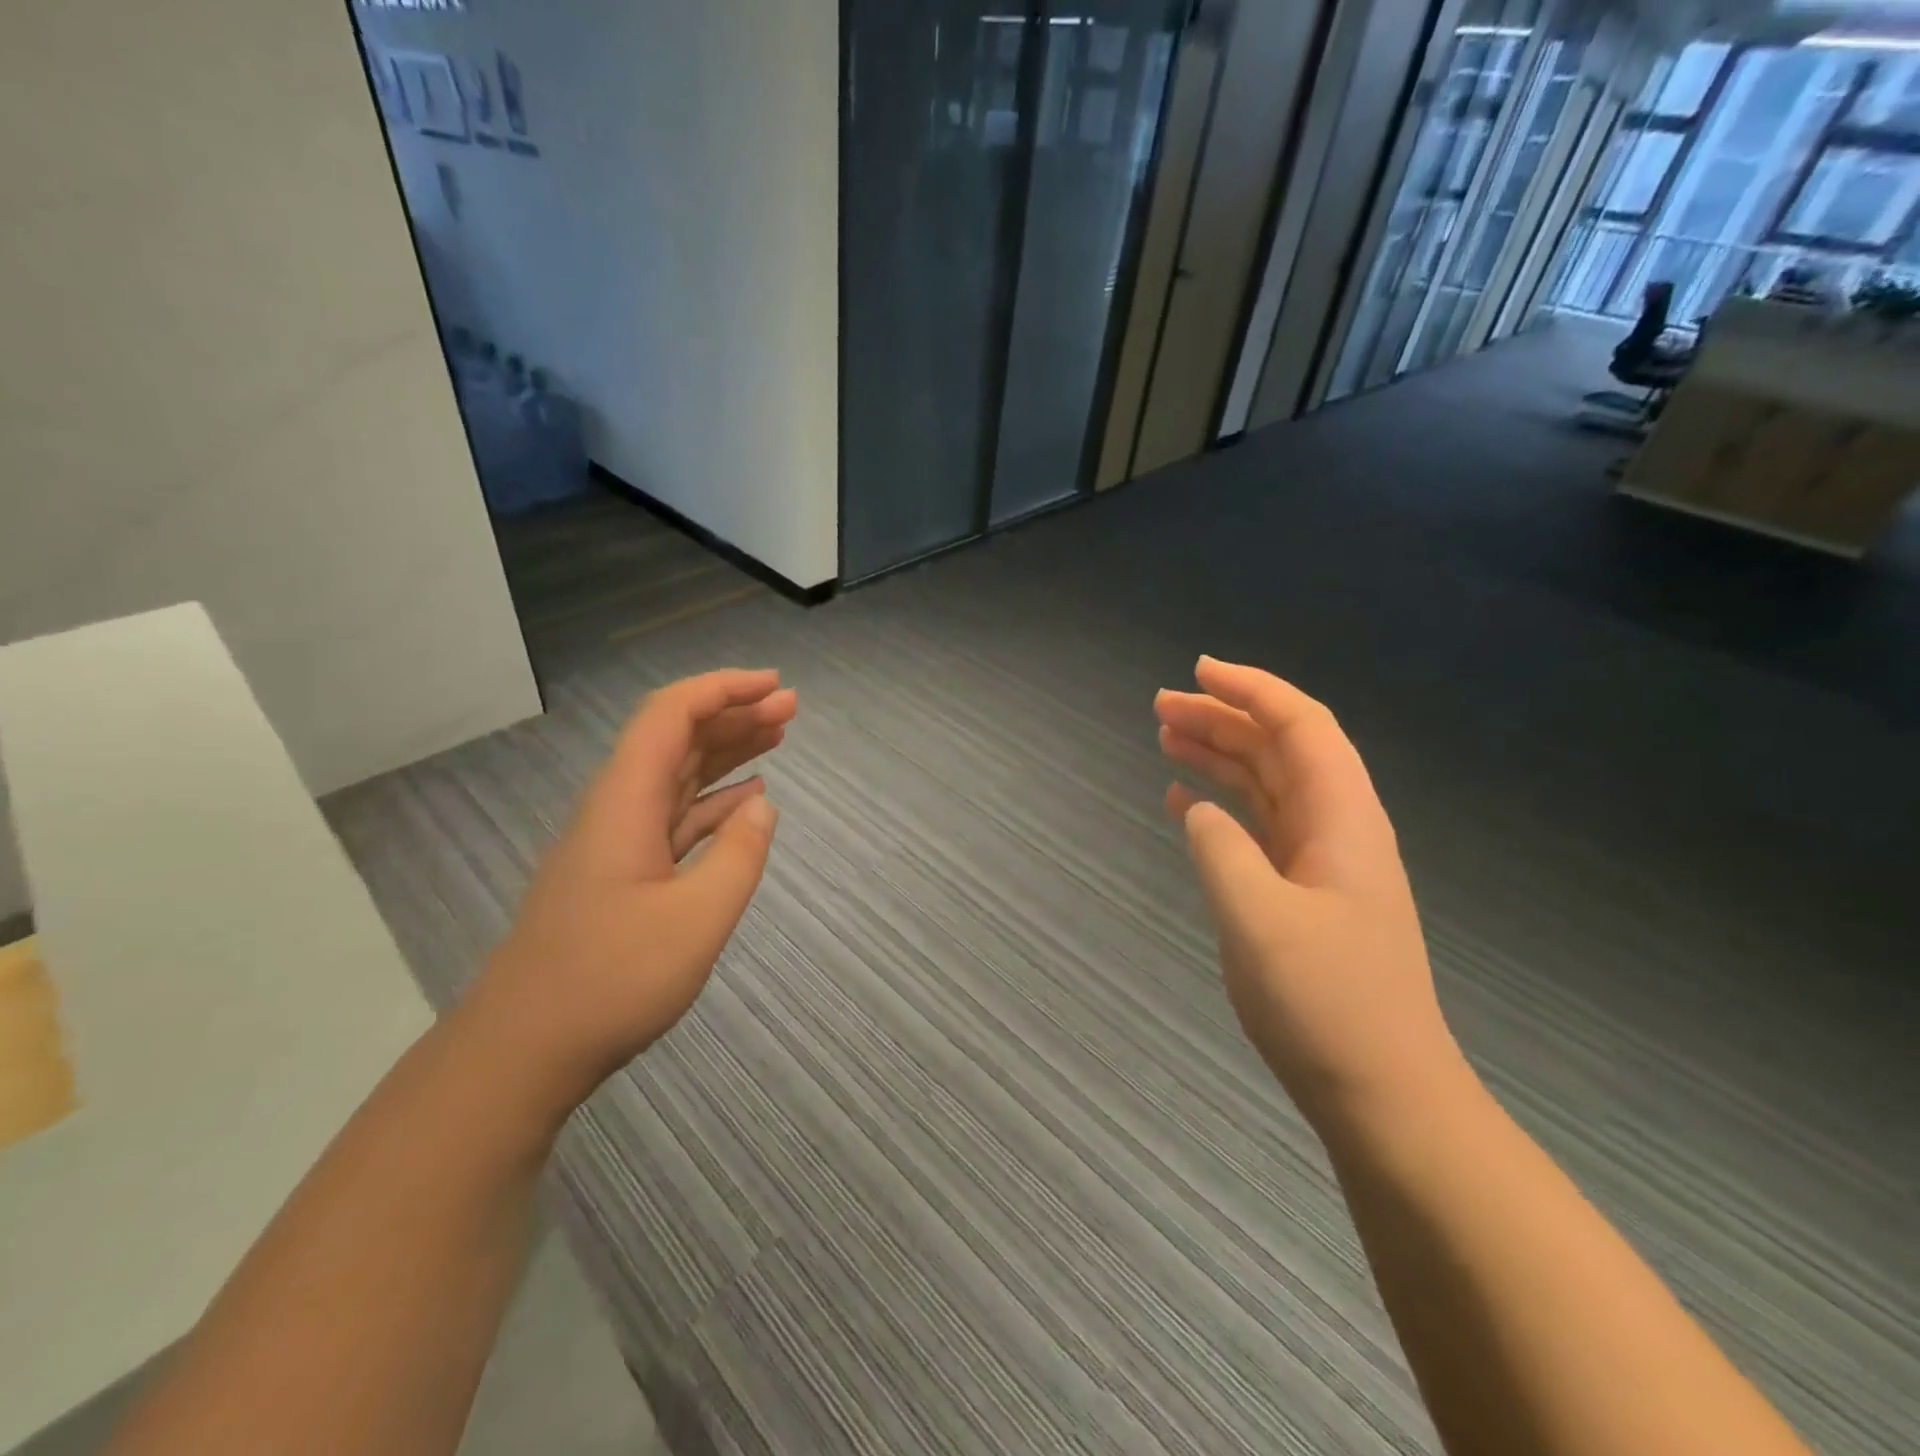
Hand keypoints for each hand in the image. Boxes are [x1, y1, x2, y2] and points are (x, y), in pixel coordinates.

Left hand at [463, 669, 796, 1116]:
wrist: (525, 1049)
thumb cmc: (611, 981)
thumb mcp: (697, 920)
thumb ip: (739, 856)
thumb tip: (762, 806)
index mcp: (626, 802)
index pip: (671, 715)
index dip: (723, 689)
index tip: (774, 685)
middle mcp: (618, 808)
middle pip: (677, 738)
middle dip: (734, 713)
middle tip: (791, 707)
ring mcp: (619, 841)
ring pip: (678, 775)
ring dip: (727, 751)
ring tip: (779, 736)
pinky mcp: (624, 872)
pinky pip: (676, 816)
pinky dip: (715, 800)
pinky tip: (748, 800)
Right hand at [1156, 658, 1461, 1126]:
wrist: (1383, 1094)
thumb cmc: (1326, 1003)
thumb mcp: (1258, 919)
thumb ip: (1220, 849)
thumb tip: (1195, 808)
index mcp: (1342, 819)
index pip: (1300, 726)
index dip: (1251, 689)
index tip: (1197, 671)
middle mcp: (1336, 829)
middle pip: (1278, 750)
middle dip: (1222, 719)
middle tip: (1159, 707)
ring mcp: (1321, 864)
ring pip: (1266, 786)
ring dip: (1219, 757)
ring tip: (1164, 738)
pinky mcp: (1303, 896)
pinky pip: (1259, 830)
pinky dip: (1221, 807)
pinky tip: (1184, 803)